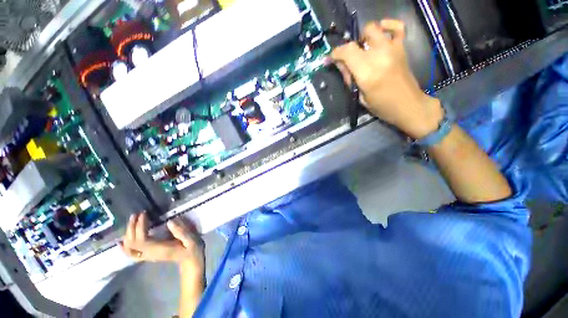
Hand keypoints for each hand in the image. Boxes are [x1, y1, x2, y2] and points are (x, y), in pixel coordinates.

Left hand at [120, 212, 204, 271]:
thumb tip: (170, 221)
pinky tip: (121, 241)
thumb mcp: (191, 240)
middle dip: (131, 227)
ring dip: (128, 234)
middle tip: (136, 214)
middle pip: (132, 243)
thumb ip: (181, 232)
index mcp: (159, 249)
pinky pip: (130, 253)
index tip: (144, 214)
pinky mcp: (148, 255)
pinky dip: (124, 246)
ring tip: (132, 221)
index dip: (140, 226)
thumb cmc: (192, 250)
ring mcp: (147, 256)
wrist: (190, 261)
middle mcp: (149, 254)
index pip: (141, 240)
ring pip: (129, 248)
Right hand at [330, 19, 443, 138]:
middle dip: (349, 47)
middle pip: (358, 39)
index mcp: (367, 72)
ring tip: (363, 48)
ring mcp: (392, 49)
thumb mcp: (360, 97)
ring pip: (373, 29)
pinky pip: (397, 27)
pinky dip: (388, 25)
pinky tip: (381, 32)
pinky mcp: (401, 48)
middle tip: (349, 59)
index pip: (347, 52)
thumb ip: (350, 79)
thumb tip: (341, 65)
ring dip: (364, 37)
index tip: (330, 59)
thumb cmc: (381, 106)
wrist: (408, 105)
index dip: (335, 53)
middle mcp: (379, 56)